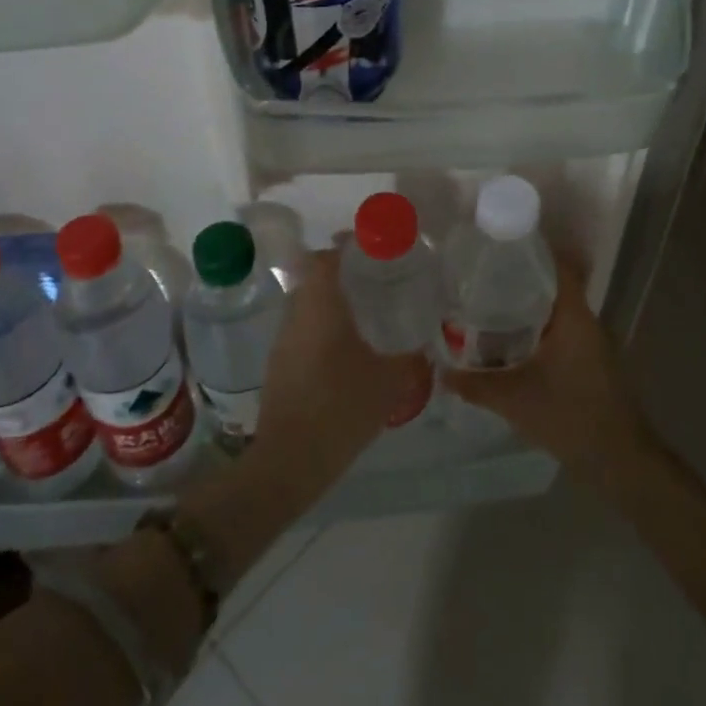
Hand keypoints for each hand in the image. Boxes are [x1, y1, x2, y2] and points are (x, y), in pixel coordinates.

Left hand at [251, 250, 424, 504]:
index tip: (370, 247)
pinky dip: (321, 325)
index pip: (326, 257)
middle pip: (313, 276)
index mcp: (321, 307)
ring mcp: (283, 340)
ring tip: (363, 310)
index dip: (346, 246)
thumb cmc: (341, 408)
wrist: (290, 460)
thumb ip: (410, 356)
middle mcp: (296, 315)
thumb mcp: (389, 381)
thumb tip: (426, 341)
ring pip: (306, 303)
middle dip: (341, 271)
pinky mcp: (279, 364)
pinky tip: (344, 348)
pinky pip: (301, 328)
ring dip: (330, 299)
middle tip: (373, 277)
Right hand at [442, 264, 649, 487]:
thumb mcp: (513, 399)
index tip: (498, 245)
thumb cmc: (570, 417)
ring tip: (487, 307)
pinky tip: (510, 344)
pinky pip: (559, 333)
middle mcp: (586, 322)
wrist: (620, 462)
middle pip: (552, 286)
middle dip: (517, 280)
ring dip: (526, 308)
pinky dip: (536, 331)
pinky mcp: (591, 363)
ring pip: (555, 312)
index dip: (530, 250)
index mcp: (573, 316)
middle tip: (480, 278)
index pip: (557, 265)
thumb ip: (475, 384)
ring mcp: (592, 344)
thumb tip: (441, 371)